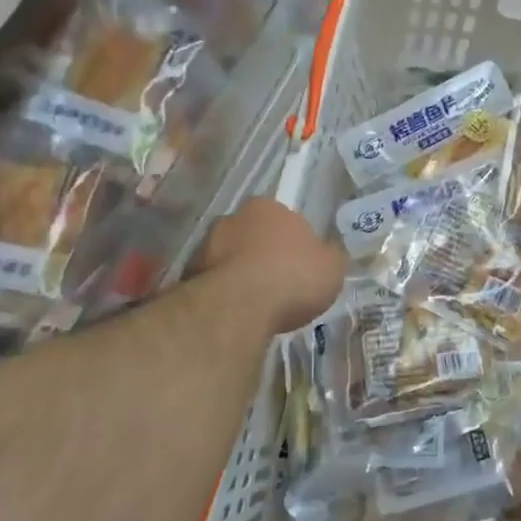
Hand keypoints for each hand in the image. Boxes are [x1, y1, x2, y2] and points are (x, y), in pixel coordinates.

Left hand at [193, 198, 344, 334]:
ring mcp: (205, 245)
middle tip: (278, 282)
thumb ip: (330, 256)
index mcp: (268, 207)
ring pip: (229, 258)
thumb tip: (327, 254)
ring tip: (257, 303)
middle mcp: (233, 218)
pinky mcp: (187, 275)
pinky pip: (213, 283)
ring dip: (240, 274)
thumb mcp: (332, 267)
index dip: (292, 241)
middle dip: (262, 254)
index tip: (300, 264)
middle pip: (252, 235)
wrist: (240, 307)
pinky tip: (238, 314)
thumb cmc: (293, 276)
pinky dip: (224, 294)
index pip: (282, 218)